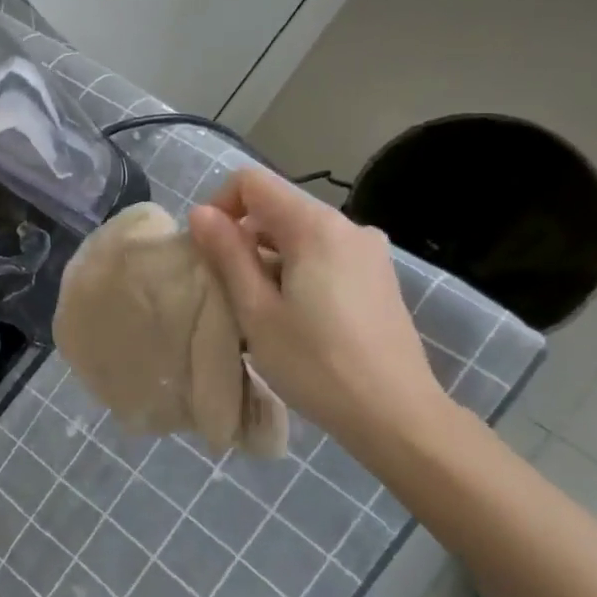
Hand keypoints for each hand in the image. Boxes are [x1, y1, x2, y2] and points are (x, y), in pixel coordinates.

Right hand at [189, 168, 454, 468]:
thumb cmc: (316, 364)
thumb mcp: (257, 311)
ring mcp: (369, 251)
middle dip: (242, 237)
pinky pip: (325, 255)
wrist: (395, 414)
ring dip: (268, 258)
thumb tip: (201, 213)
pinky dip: (297, 270)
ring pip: (301, 234)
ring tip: (258, 309)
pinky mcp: (379, 276)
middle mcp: (348, 225)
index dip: (219, 206)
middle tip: (225, 289)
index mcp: (316, 226)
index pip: (252, 182)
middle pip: (278, 207)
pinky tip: (294, 316)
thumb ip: (228, 254)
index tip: (207, 251)